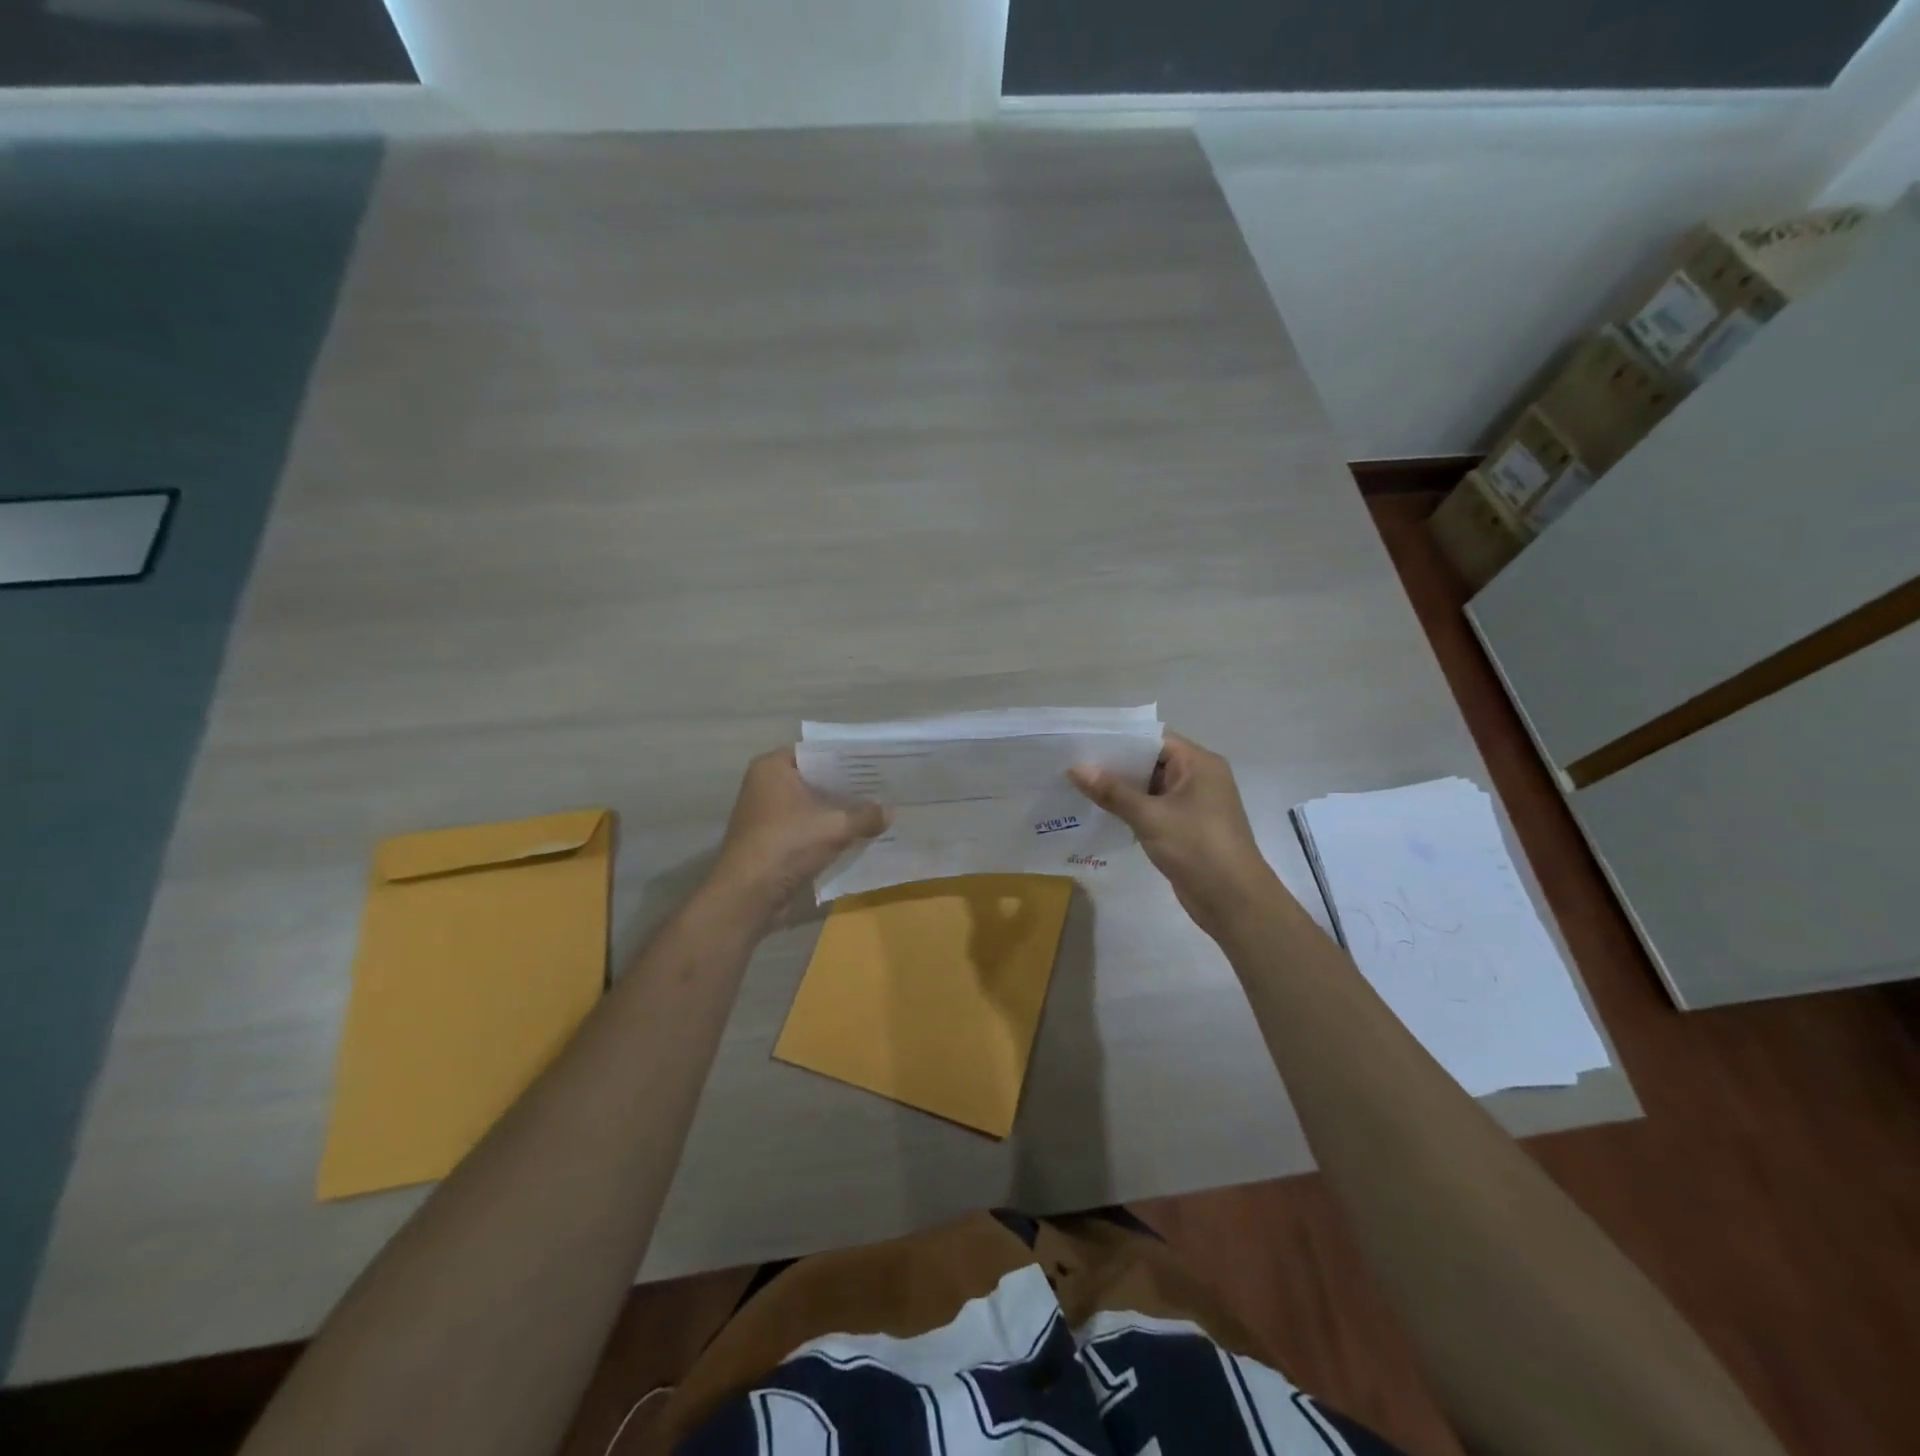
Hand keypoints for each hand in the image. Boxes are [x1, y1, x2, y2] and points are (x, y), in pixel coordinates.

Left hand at [711, 748, 888, 920]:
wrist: (747, 896)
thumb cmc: (787, 845)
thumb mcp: (834, 828)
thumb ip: (865, 816)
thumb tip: (890, 811)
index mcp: (772, 768)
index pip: (817, 753)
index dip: (846, 759)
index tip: (875, 764)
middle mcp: (765, 785)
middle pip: (814, 779)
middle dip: (845, 787)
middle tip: (882, 787)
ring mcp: (765, 814)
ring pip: (810, 806)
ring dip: (836, 812)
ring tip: (875, 810)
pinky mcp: (770, 840)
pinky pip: (805, 828)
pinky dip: (825, 831)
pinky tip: (855, 836)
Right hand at [1069, 732, 1283, 938]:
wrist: (1234, 901)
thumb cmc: (1197, 848)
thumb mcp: (1150, 816)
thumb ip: (1112, 792)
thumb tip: (1075, 768)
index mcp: (1199, 763)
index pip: (1154, 739)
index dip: (1119, 739)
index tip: (1084, 742)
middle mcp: (1199, 777)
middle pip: (1151, 761)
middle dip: (1115, 765)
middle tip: (1074, 764)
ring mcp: (1194, 804)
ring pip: (1151, 788)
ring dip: (1121, 789)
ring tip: (1079, 786)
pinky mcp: (1187, 828)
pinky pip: (1154, 809)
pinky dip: (1131, 809)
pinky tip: (1101, 812)